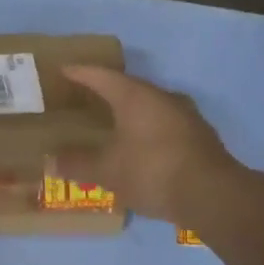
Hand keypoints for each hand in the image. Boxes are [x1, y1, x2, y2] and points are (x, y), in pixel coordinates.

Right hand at [55, 66, 241, 224]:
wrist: (213, 195)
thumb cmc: (152, 172)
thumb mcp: (108, 171)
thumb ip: (78, 164)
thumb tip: (50, 161)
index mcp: (136, 96)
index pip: (102, 76)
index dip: (81, 73)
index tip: (64, 69)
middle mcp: (162, 97)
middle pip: (129, 88)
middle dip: (107, 92)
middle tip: (86, 97)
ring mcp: (186, 115)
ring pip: (150, 106)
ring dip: (131, 112)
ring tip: (113, 122)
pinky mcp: (200, 136)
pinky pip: (165, 124)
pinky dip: (148, 130)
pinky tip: (141, 146)